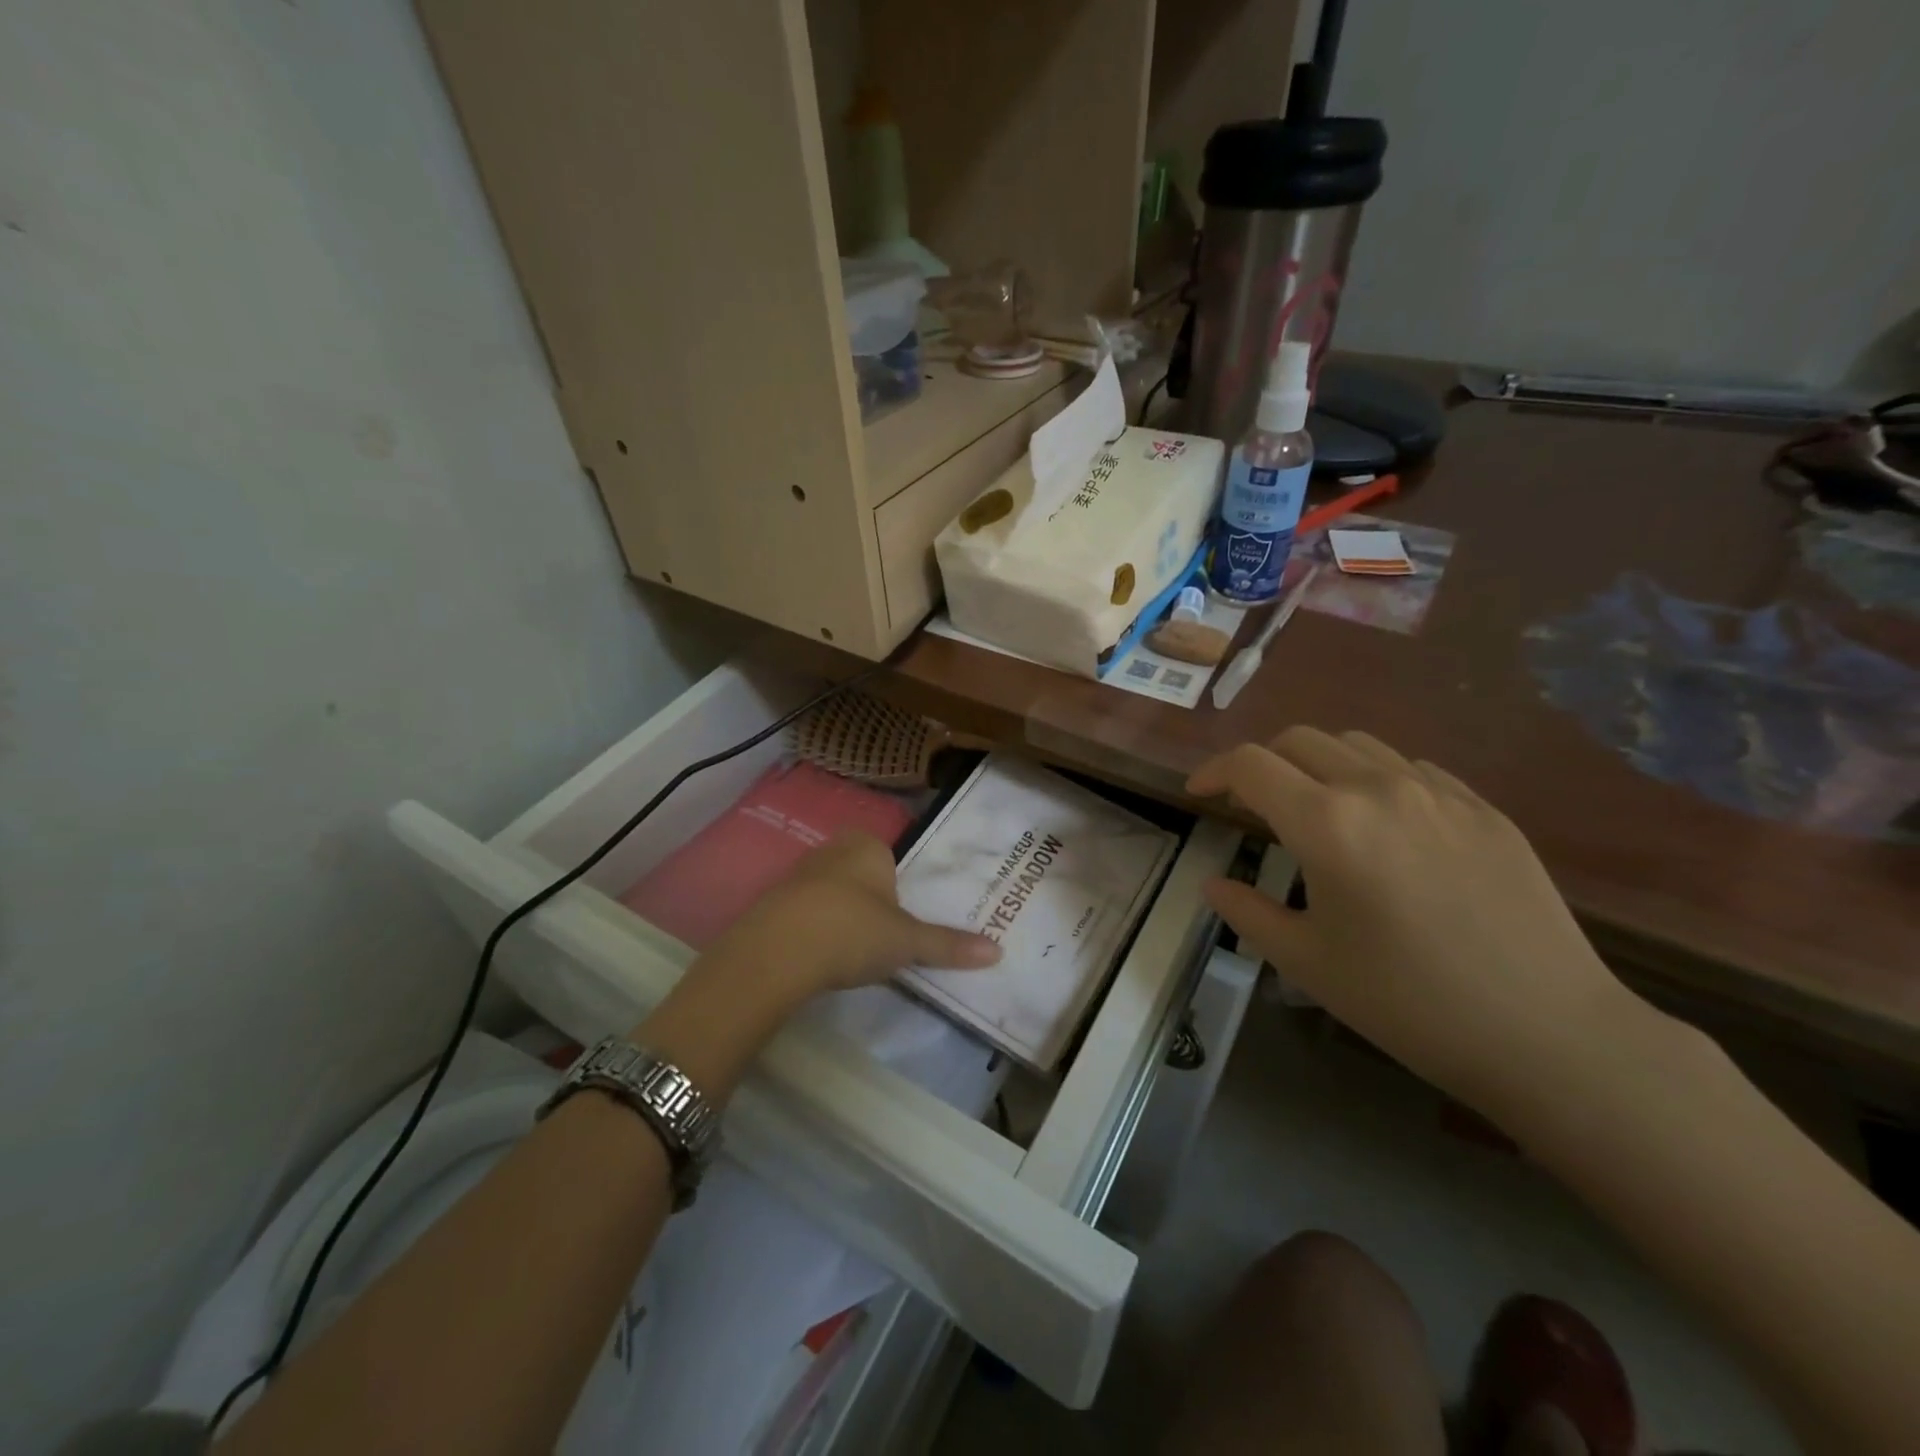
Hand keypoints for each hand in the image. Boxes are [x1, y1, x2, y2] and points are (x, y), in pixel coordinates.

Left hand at [712, 832, 1001, 998]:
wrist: (774, 954)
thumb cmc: (852, 931)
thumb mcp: (907, 941)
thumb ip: (949, 945)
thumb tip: (998, 952)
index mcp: (868, 846)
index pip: (892, 858)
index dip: (901, 888)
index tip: (906, 921)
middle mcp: (832, 850)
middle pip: (862, 874)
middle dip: (873, 902)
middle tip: (886, 938)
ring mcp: (798, 874)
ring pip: (833, 893)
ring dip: (843, 916)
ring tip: (855, 953)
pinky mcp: (773, 902)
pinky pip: (806, 912)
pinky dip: (816, 929)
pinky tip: (821, 957)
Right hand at [1187, 727, 1648, 1117]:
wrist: (1547, 1034)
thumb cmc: (1406, 1001)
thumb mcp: (1306, 962)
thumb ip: (1247, 912)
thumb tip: (1214, 884)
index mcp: (1326, 823)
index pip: (1250, 765)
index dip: (1213, 772)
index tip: (1198, 794)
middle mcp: (1378, 788)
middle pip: (1299, 739)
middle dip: (1261, 762)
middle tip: (1250, 801)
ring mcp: (1438, 792)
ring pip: (1356, 744)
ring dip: (1317, 762)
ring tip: (1314, 805)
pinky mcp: (1483, 808)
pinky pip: (1412, 767)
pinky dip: (1374, 777)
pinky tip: (1382, 821)